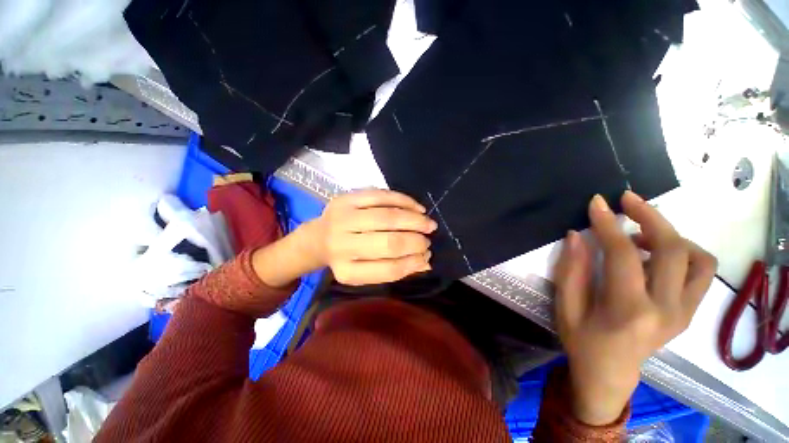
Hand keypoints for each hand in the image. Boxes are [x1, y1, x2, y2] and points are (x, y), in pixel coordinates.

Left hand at [301, 189, 436, 285]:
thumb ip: (394, 269)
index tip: (426, 257)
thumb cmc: (346, 258)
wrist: (317, 238)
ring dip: (414, 220)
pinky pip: (381, 196)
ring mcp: (342, 219)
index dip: (412, 263)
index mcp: (348, 271)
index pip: (388, 269)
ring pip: (387, 217)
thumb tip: (426, 263)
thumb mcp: (365, 271)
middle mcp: (342, 246)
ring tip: (428, 224)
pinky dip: (403, 201)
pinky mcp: (346, 199)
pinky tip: (417, 208)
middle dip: (416, 241)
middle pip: (389, 242)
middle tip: (428, 240)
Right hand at [553, 191, 716, 425]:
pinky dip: (684, 253)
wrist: (610, 373)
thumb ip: (571, 270)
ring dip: (672, 235)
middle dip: (651, 216)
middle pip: (673, 249)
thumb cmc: (581, 340)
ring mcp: (684, 312)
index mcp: (629, 311)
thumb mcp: (566, 307)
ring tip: (642, 233)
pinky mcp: (690, 312)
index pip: (624, 255)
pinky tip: (657, 254)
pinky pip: (701, 272)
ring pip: (699, 259)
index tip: (597, 202)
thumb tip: (576, 235)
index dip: (608, 224)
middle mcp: (667, 310)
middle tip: (627, 200)